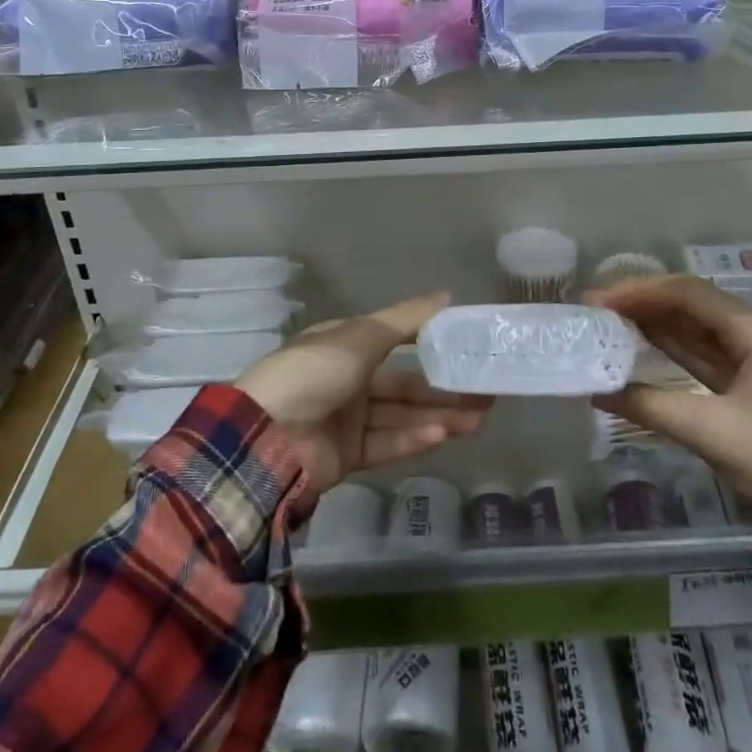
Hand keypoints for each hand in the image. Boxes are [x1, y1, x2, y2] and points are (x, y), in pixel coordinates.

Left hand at [236, 293, 491, 494]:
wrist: (265, 436)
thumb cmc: (314, 372)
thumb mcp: (361, 336)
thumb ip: (407, 320)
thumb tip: (447, 296)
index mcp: (345, 344)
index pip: (395, 340)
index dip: (430, 343)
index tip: (466, 348)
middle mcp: (348, 379)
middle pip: (404, 384)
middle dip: (443, 388)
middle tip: (485, 392)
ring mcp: (347, 419)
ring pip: (402, 415)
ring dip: (438, 415)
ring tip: (479, 417)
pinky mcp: (347, 455)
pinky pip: (387, 444)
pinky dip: (413, 439)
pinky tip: (442, 434)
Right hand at [589, 277, 751, 510]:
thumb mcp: (709, 430)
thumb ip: (649, 406)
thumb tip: (597, 392)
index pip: (688, 294)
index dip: (640, 292)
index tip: (600, 301)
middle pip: (691, 303)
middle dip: (643, 303)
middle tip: (598, 308)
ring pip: (695, 326)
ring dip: (654, 322)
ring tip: (610, 321)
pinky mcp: (750, 379)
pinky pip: (702, 350)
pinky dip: (671, 345)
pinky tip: (640, 344)